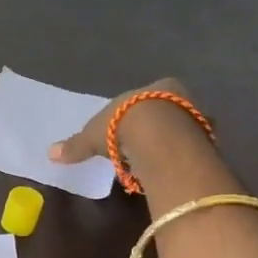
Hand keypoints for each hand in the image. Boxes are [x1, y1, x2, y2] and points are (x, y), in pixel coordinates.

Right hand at [49, 77, 238, 199]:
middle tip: (141, 148)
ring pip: (182, 130)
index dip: (135, 114)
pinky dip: (181, 158)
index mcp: (156, 87)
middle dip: (156, 128)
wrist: (160, 138)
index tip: (126, 130)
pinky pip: (191, 150)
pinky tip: (169, 170)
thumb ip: (76, 145)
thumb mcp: (94, 136)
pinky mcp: (207, 141)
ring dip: (170, 144)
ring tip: (153, 162)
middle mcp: (181, 97)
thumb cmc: (123, 126)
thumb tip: (51, 153)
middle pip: (167, 112)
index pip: (146, 99)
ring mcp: (198, 118)